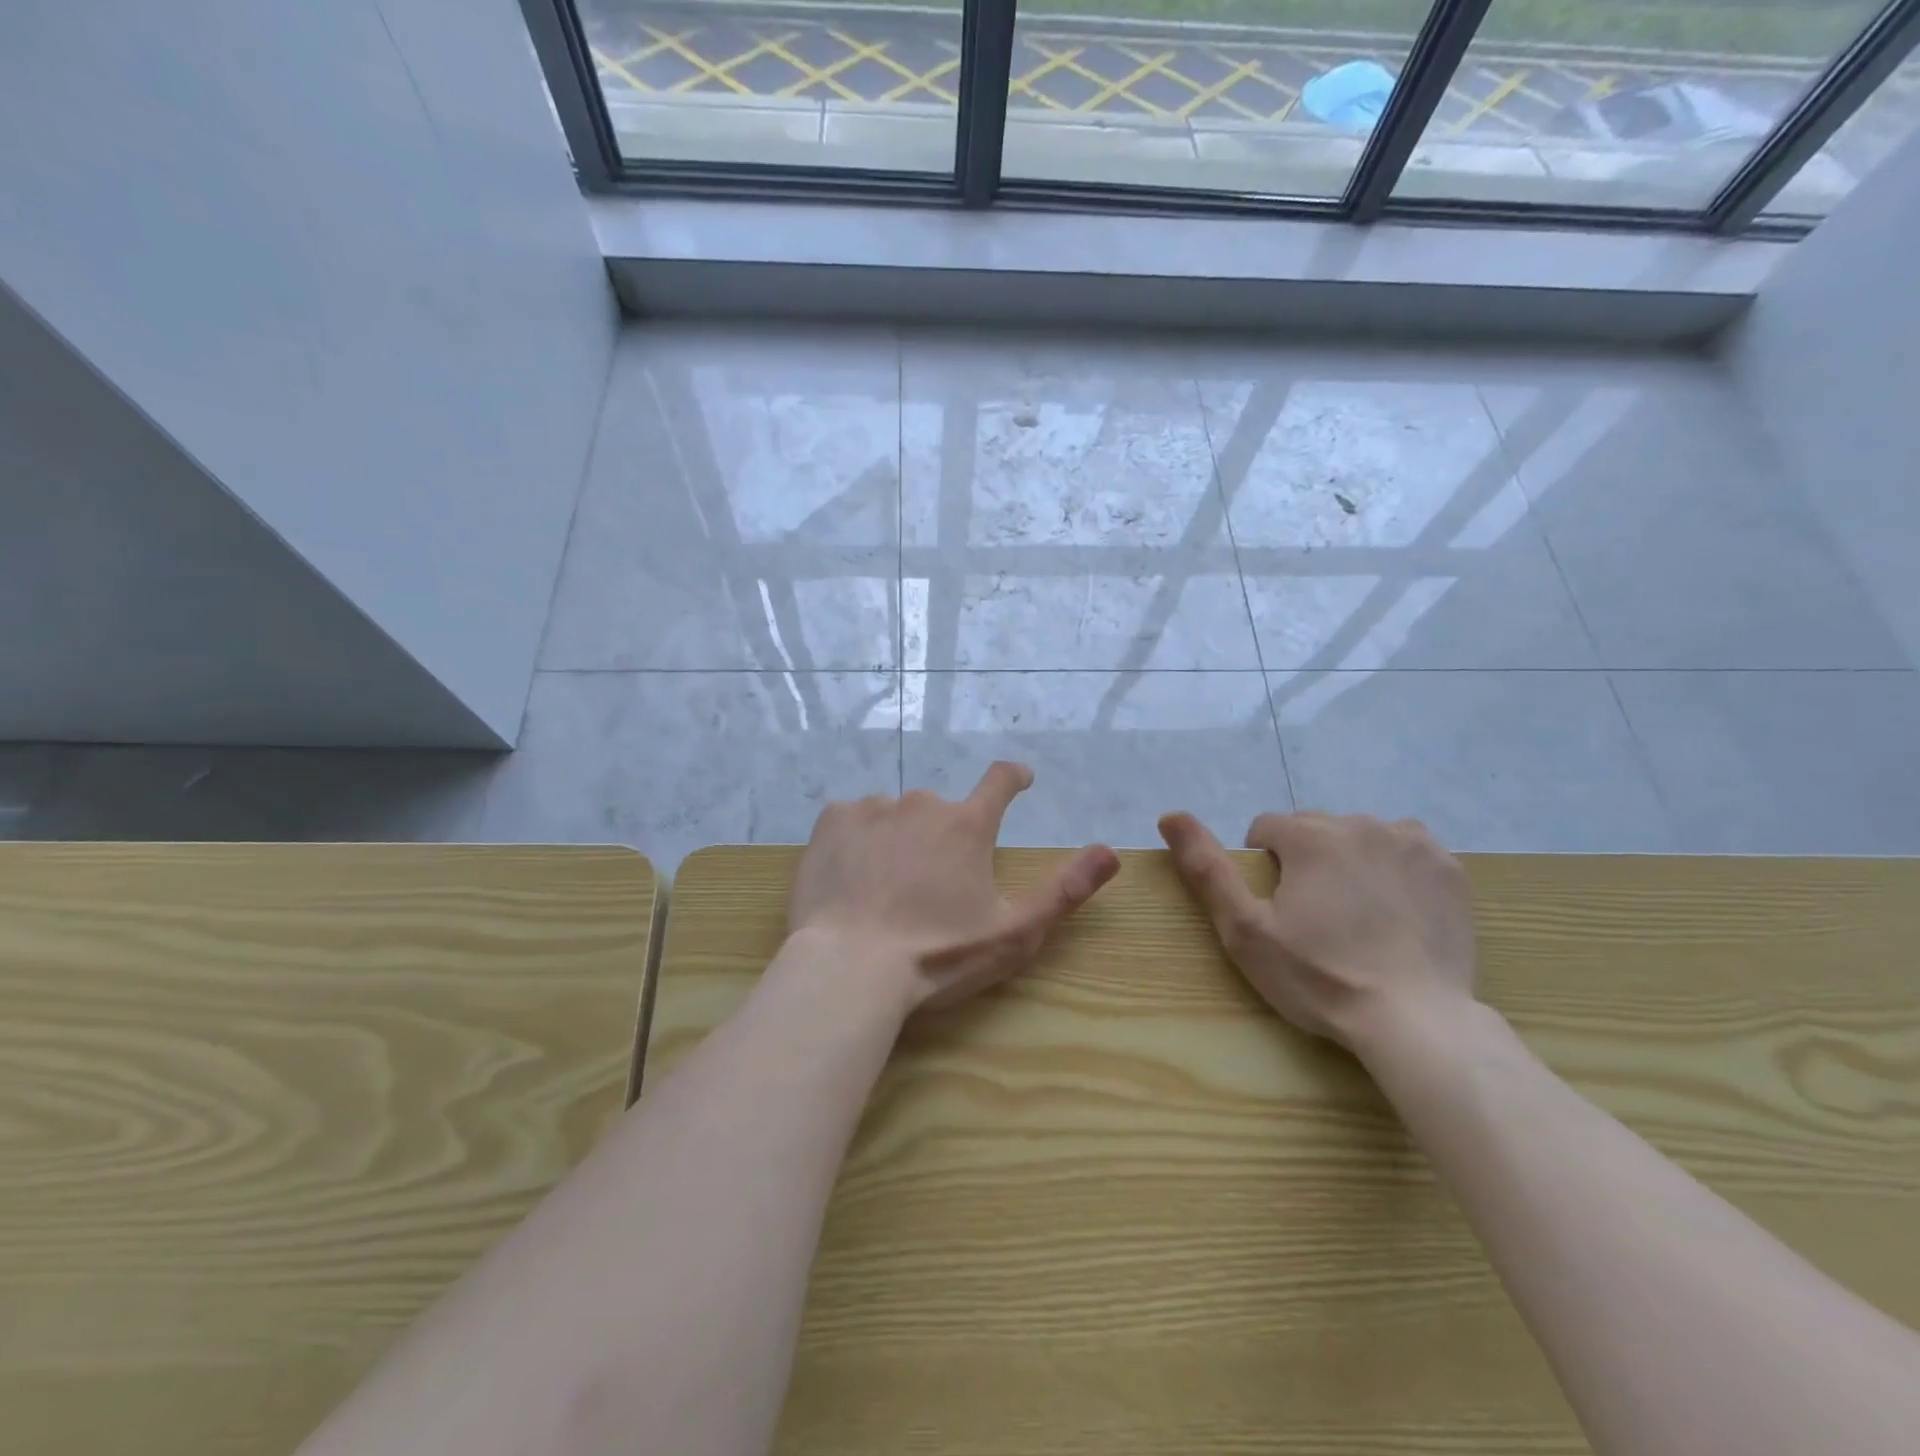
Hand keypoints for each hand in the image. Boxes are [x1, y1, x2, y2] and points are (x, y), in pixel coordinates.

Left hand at [789, 763, 1120, 1012]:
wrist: (848, 968)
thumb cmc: (937, 954)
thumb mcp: (1013, 933)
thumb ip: (1064, 890)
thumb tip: (1111, 851)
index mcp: (967, 826)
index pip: (999, 781)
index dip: (1012, 777)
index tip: (1019, 778)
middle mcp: (922, 805)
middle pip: (941, 812)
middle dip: (942, 838)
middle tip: (929, 886)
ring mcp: (872, 809)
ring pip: (894, 817)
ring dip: (898, 840)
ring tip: (885, 889)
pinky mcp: (831, 822)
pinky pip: (852, 821)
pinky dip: (857, 842)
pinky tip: (851, 878)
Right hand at [1157, 809, 1476, 1053]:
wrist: (1415, 1021)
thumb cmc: (1318, 976)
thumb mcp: (1244, 930)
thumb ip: (1206, 868)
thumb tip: (1170, 815)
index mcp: (1309, 836)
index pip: (1266, 829)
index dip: (1262, 868)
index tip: (1276, 910)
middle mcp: (1360, 824)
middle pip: (1314, 829)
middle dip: (1305, 860)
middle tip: (1314, 917)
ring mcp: (1411, 843)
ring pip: (1360, 835)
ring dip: (1349, 860)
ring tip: (1355, 914)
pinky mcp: (1449, 869)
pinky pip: (1407, 848)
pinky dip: (1394, 867)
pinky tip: (1395, 908)